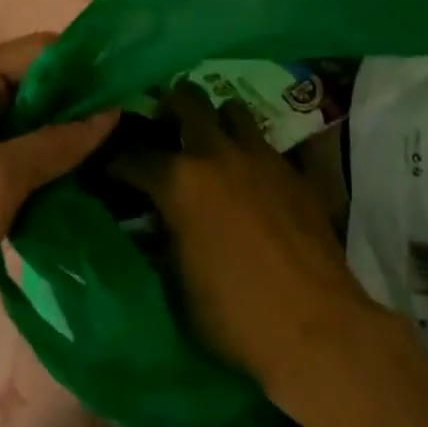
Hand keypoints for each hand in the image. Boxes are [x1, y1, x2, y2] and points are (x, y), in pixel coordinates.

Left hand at [0, 34, 115, 342]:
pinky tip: (84, 168)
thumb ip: (59, 141)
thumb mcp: (0, 180)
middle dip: (80, 98)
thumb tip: (114, 111)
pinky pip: (22, 144)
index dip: (83, 64)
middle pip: (37, 80)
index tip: (127, 86)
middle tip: (130, 120)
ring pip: (33, 115)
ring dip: (69, 128)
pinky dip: (51, 152)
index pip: (37, 50)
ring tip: (117, 142)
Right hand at [117, 85, 383, 401]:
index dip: (117, 162)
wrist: (316, 327)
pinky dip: (252, 153)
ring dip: (218, 120)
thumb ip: (162, 240)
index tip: (112, 168)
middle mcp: (219, 154)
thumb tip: (154, 221)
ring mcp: (262, 157)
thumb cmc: (235, 316)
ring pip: (234, 110)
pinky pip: (267, 144)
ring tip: (213, 141)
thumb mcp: (177, 285)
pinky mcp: (295, 171)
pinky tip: (252, 178)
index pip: (135, 156)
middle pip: (189, 100)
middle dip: (172, 105)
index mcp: (181, 182)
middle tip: (166, 123)